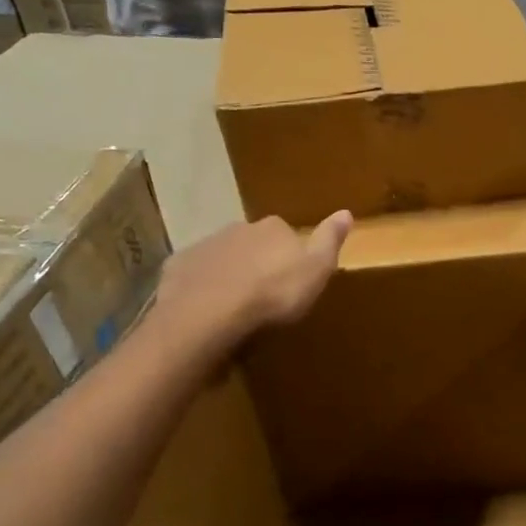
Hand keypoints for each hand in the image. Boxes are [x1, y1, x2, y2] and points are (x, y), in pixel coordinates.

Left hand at [150, 212, 352, 367]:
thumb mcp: (316, 270)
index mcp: (273, 228)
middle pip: (252, 243)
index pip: (286, 234)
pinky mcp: (178, 267)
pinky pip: (195, 275)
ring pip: (223, 257)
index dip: (290, 255)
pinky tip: (207, 310)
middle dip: (257, 262)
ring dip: (229, 274)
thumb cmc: (272, 294)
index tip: (292, 279)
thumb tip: (346, 212)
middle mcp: (238, 228)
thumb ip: (329, 241)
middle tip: (263, 294)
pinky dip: (202, 286)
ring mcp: (205, 246)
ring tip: (235, 306)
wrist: (208, 314)